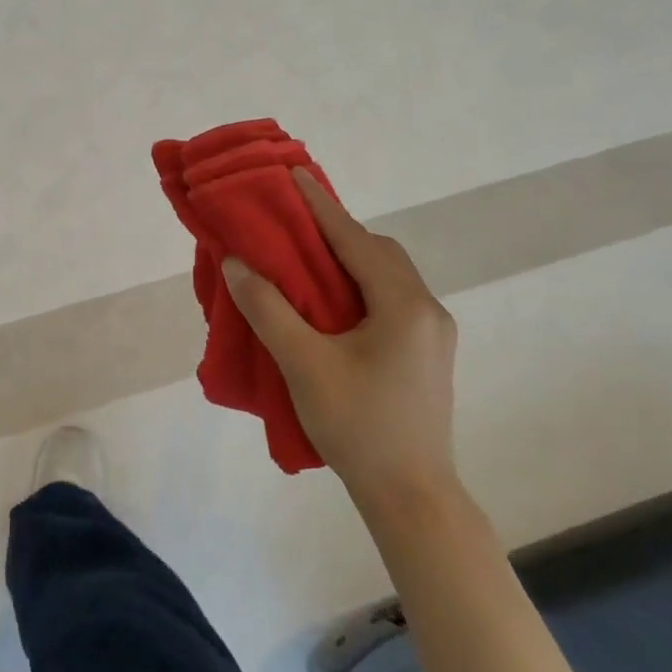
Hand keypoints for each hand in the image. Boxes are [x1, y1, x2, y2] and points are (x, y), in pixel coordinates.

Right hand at [223, 170, 458, 504]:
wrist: (412, 498)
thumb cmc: (358, 426)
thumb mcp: (304, 364)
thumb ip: (268, 309)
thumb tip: (238, 264)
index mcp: (403, 305)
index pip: (354, 239)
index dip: (320, 205)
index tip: (294, 174)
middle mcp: (427, 310)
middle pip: (379, 253)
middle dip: (337, 232)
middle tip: (294, 227)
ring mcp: (433, 334)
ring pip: (388, 277)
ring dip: (350, 260)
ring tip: (308, 262)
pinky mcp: (428, 355)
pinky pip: (392, 300)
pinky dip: (361, 286)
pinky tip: (334, 304)